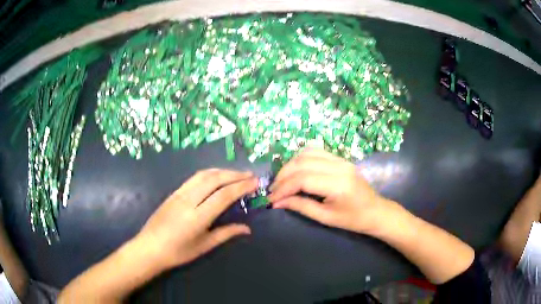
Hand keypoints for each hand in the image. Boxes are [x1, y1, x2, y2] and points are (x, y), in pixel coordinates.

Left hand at [136, 169, 256, 270]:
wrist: (149, 247)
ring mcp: (179, 193)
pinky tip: (216, 177)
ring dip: (222, 171)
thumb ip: (226, 233)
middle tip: (250, 175)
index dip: (241, 187)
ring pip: (203, 175)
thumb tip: (247, 229)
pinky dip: (210, 174)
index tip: (255, 183)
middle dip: (234, 175)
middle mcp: (188, 200)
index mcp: (197, 217)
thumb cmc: (177, 252)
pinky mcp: (173, 192)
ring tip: (236, 174)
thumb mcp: (204, 246)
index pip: (223, 195)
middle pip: (214, 179)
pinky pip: (194, 178)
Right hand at [268, 149, 387, 234]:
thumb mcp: (326, 218)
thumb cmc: (353, 220)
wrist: (376, 211)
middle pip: (302, 163)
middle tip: (273, 190)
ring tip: (282, 180)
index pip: (302, 179)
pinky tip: (295, 170)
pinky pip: (316, 151)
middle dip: (283, 176)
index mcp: (338, 185)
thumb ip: (301, 206)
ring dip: (290, 165)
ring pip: (307, 153)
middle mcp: (339, 167)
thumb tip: (277, 202)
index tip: (271, 199)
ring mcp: (341, 160)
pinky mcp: (340, 158)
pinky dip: (301, 158)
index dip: (283, 188)